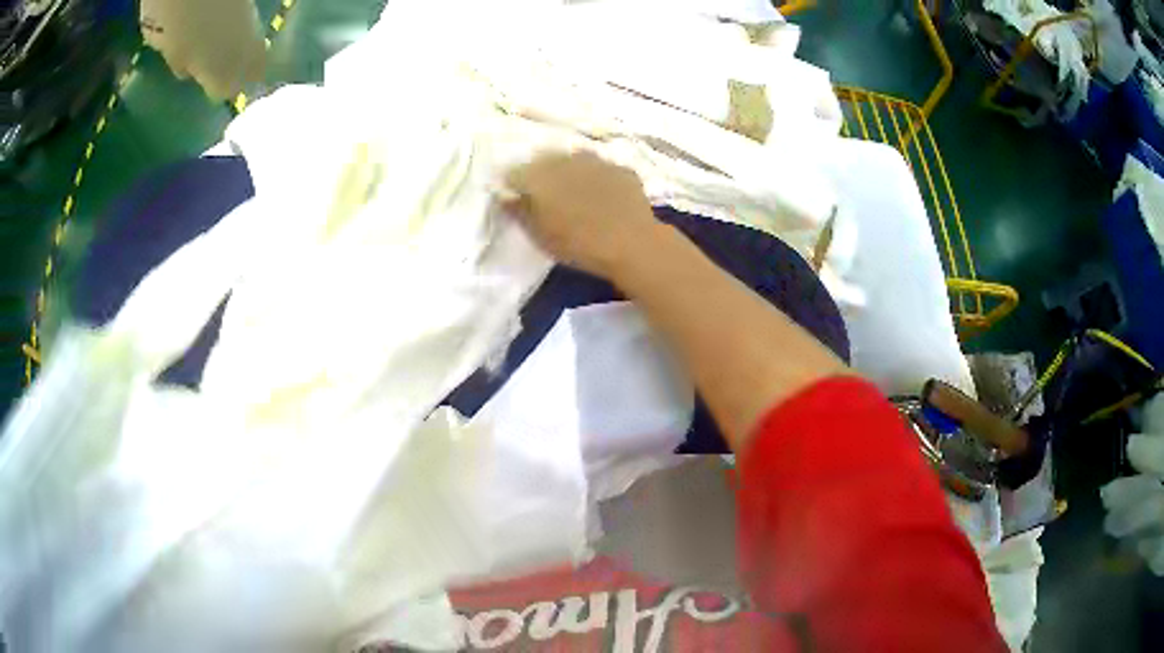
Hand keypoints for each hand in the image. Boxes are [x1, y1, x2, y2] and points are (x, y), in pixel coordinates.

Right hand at [503, 150, 660, 278]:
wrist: (632, 242)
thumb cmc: (578, 243)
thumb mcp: (539, 235)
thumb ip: (519, 211)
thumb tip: (506, 195)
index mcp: (537, 175)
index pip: (513, 173)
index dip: (513, 186)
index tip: (516, 200)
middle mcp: (564, 159)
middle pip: (544, 161)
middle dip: (541, 175)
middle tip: (546, 198)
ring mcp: (595, 160)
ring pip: (574, 160)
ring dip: (570, 172)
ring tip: (575, 194)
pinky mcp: (620, 168)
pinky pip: (601, 169)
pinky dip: (597, 179)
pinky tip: (604, 197)